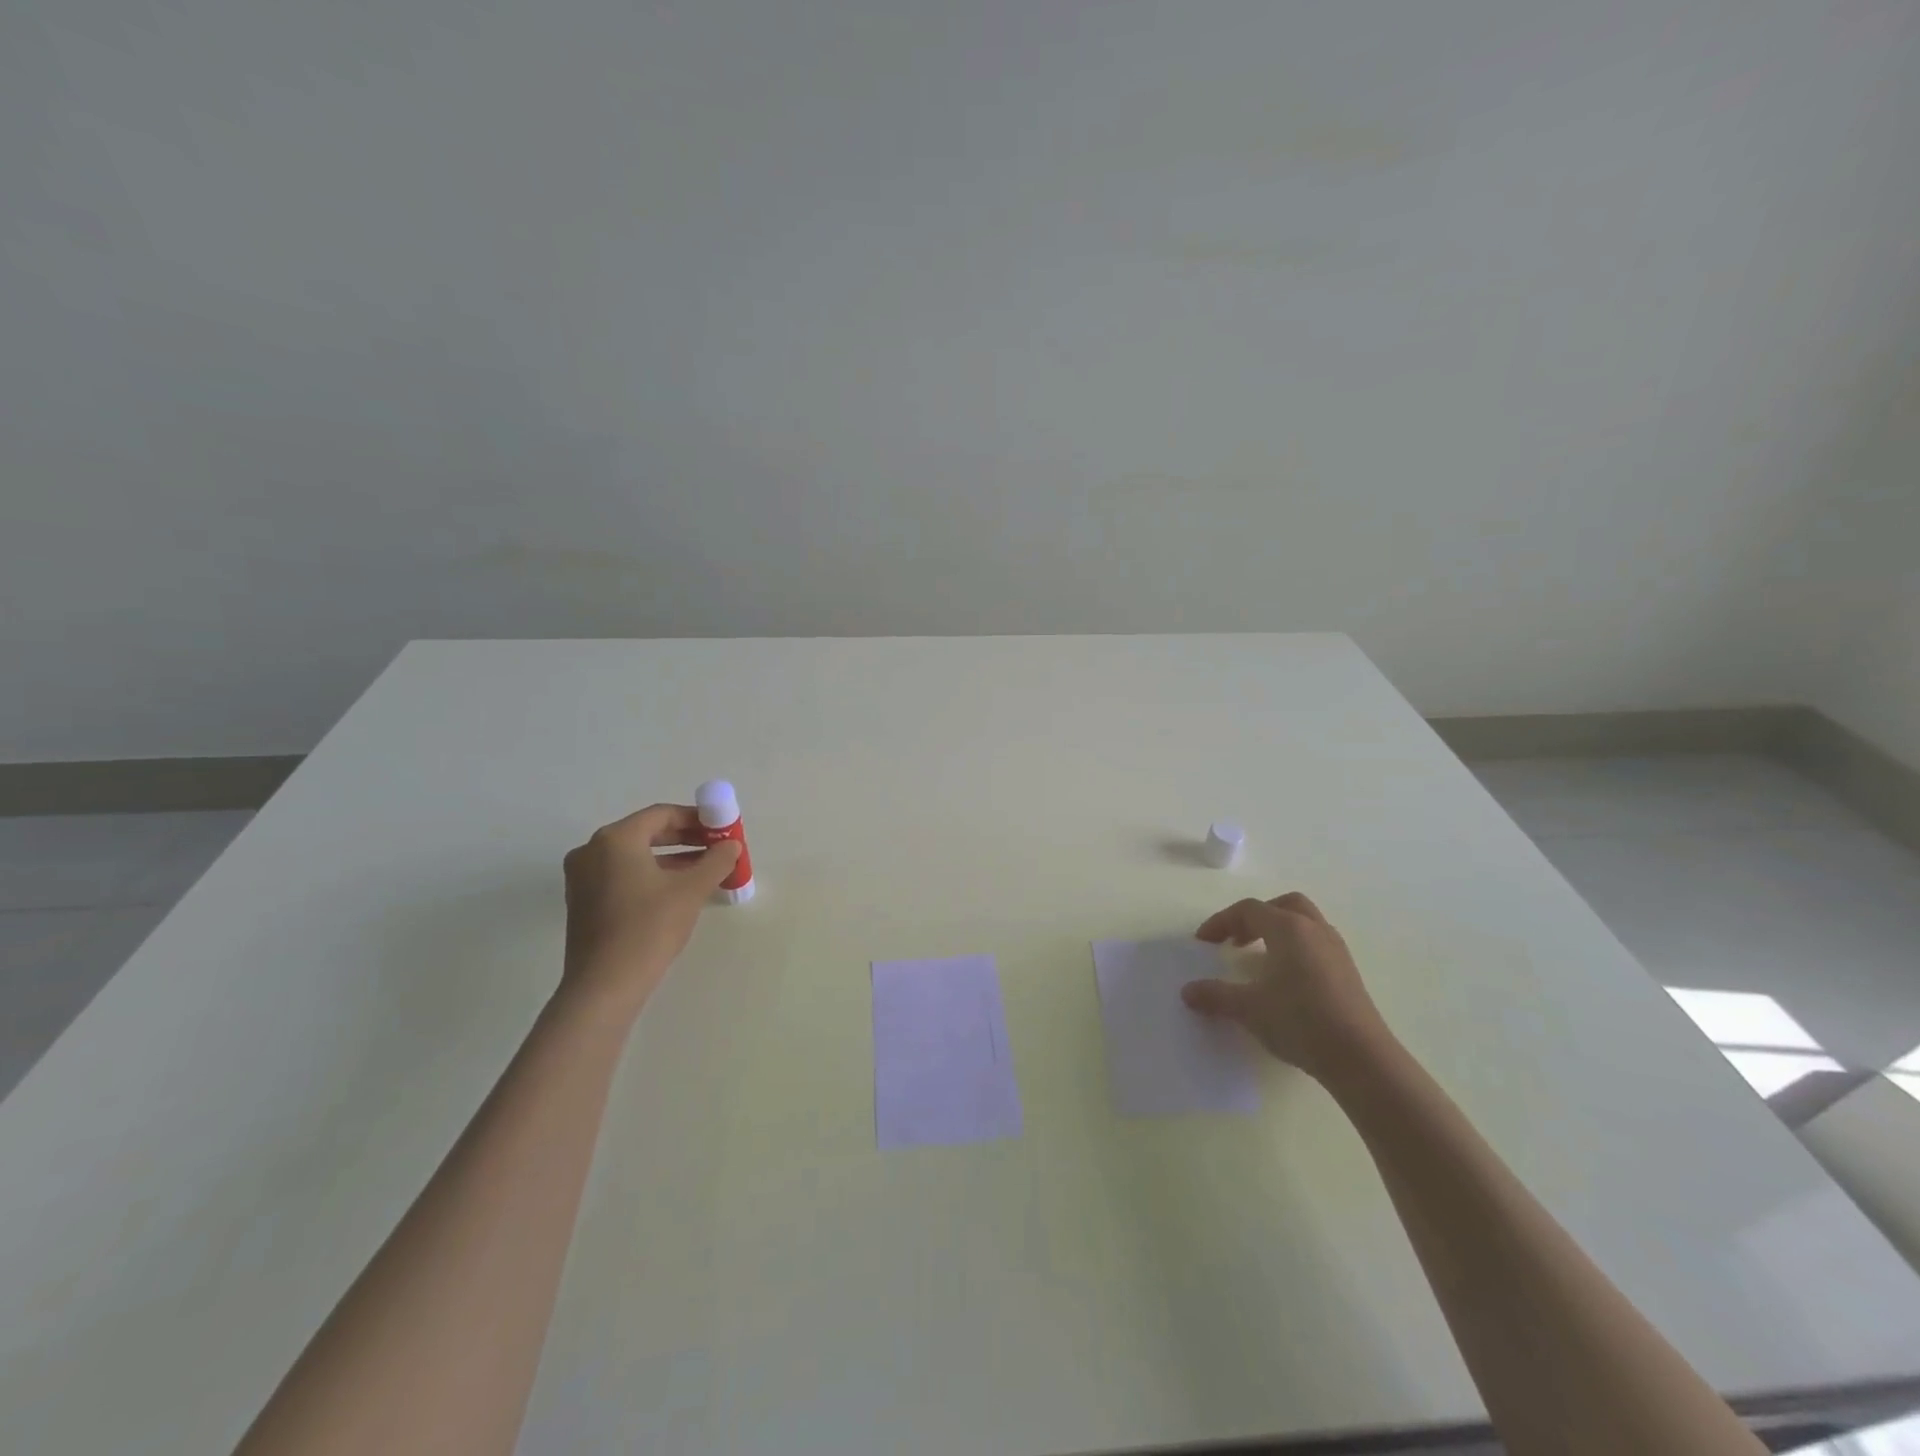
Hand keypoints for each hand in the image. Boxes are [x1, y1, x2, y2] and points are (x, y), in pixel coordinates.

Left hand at [560, 804, 742, 1020]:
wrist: (605, 985)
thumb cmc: (649, 928)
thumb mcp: (691, 890)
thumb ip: (715, 861)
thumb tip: (730, 846)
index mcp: (615, 839)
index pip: (662, 814)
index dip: (696, 818)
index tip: (721, 828)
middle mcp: (593, 850)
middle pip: (647, 832)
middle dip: (685, 838)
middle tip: (717, 847)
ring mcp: (583, 877)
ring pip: (635, 856)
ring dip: (671, 858)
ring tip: (705, 869)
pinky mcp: (583, 901)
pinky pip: (623, 874)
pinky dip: (651, 875)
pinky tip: (678, 889)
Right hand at [1181, 892, 1392, 1085]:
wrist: (1361, 1058)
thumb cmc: (1300, 1021)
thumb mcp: (1249, 1008)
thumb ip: (1216, 995)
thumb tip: (1187, 991)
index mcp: (1288, 929)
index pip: (1249, 910)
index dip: (1221, 922)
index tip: (1203, 942)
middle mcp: (1314, 930)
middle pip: (1283, 905)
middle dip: (1256, 917)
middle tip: (1237, 940)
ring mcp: (1336, 950)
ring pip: (1304, 922)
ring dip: (1278, 931)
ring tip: (1260, 958)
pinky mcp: (1349, 972)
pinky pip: (1317, 943)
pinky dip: (1296, 948)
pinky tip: (1286, 979)